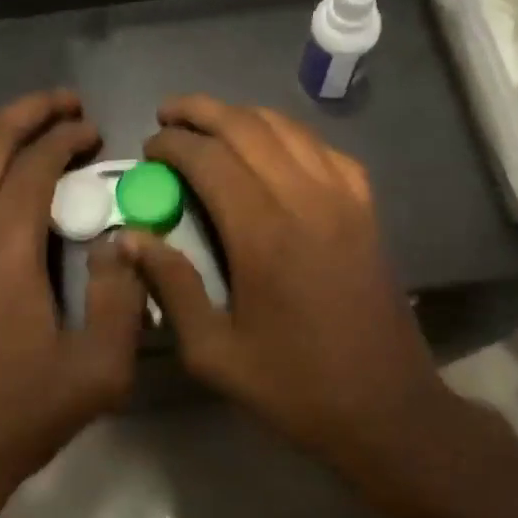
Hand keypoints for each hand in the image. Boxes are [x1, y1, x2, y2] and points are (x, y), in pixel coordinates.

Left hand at [0, 90, 146, 517]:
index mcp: (2, 250)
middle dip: (28, 112)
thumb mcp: (100, 368)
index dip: (66, 136)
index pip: (34, 165)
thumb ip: (122, 295)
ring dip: (7, 152)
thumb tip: (120, 239)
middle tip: (67, 103)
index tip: (95, 128)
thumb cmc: (22, 414)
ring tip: (47, 152)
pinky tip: (18, 223)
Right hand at [123, 97, 508, 475]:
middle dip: (201, 110)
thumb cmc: (295, 386)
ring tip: (211, 122)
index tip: (149, 147)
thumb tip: (130, 238)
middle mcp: (305, 199)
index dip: (172, 143)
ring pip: (287, 128)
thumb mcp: (215, 353)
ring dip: (243, 115)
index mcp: (263, 233)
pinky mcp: (367, 207)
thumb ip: (171, 286)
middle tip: (168, 114)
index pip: (209, 158)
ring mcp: (343, 198)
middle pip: (247, 126)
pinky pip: (324, 149)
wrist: (386, 407)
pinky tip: (273, 148)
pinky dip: (289, 135)